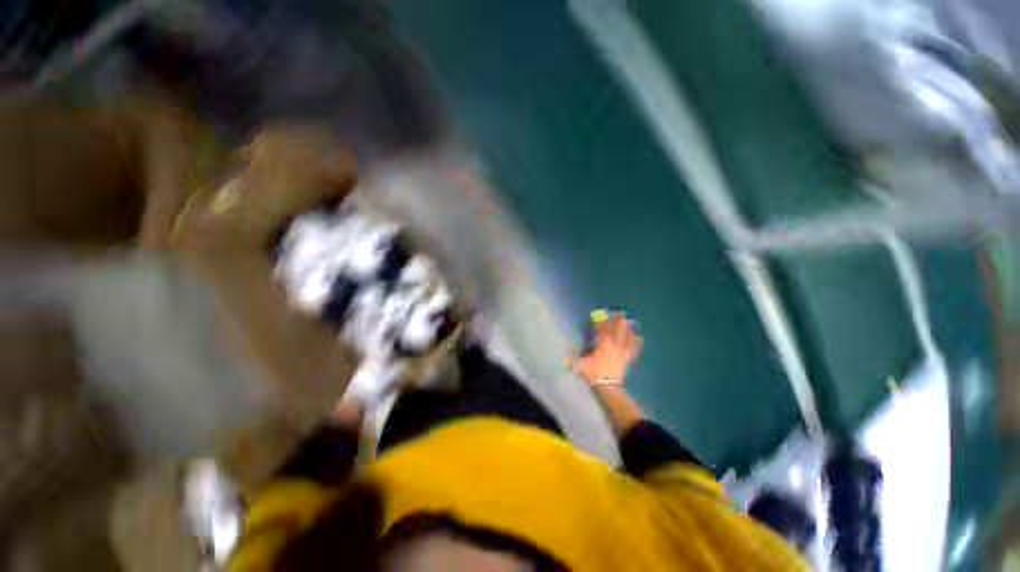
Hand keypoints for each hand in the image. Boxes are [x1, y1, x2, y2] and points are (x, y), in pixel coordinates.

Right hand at [572, 311, 642, 384]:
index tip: (601, 314)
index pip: (601, 330)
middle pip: (615, 331)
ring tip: (629, 321)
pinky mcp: (626, 359)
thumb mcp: (580, 364)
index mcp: (602, 344)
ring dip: (627, 329)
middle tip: (619, 312)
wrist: (607, 387)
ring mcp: (620, 352)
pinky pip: (632, 349)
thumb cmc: (593, 373)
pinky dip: (636, 343)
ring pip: (625, 338)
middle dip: (617, 321)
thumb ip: (573, 356)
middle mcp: (613, 345)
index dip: (601, 321)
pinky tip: (640, 337)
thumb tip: (566, 351)